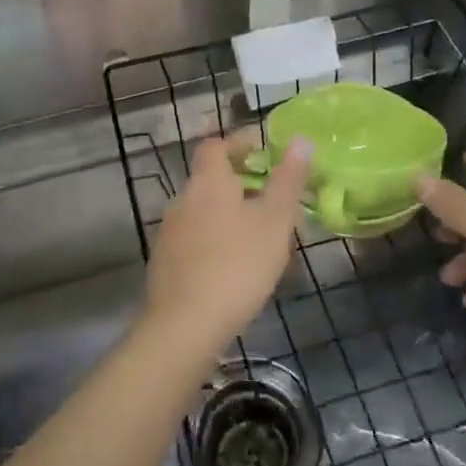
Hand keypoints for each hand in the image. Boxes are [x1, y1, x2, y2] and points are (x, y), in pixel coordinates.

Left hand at [142, 135, 310, 359]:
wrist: (185, 325)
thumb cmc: (237, 265)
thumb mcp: (274, 221)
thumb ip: (287, 180)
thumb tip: (300, 139)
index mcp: (207, 183)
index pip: (215, 146)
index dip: (237, 143)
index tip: (262, 152)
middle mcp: (182, 200)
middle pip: (209, 179)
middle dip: (238, 183)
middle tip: (271, 200)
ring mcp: (169, 233)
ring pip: (202, 211)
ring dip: (227, 214)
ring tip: (259, 236)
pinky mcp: (164, 263)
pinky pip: (194, 239)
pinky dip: (214, 240)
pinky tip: (233, 266)